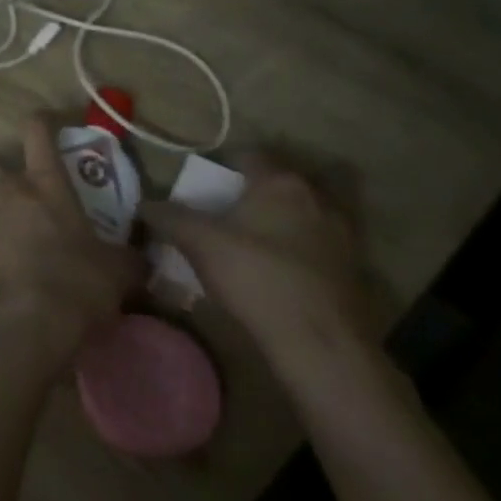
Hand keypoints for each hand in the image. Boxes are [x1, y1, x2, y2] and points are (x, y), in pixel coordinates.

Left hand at [0, 117, 144, 369]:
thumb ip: (128, 257)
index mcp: (45, 183)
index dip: (42, 121)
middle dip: (5, 169)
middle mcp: (7, 189)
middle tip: (25, 191)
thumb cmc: (75, 287)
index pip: (36, 130)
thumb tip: (141, 256)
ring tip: (6, 220)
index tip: (49, 124)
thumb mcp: (117, 273)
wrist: (20, 324)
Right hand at [140, 152, 375, 370]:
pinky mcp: (356, 271)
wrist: (320, 344)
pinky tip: (284, 270)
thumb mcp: (197, 242)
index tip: (208, 186)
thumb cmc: (255, 276)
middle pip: (283, 182)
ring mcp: (344, 236)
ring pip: (309, 214)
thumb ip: (168, 216)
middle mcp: (318, 199)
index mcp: (280, 183)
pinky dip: (304, 249)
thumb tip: (144, 203)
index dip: (226, 166)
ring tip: (259, 240)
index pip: (250, 156)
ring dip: (288, 220)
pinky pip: (323, 246)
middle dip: (260, 191)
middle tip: (233, 210)